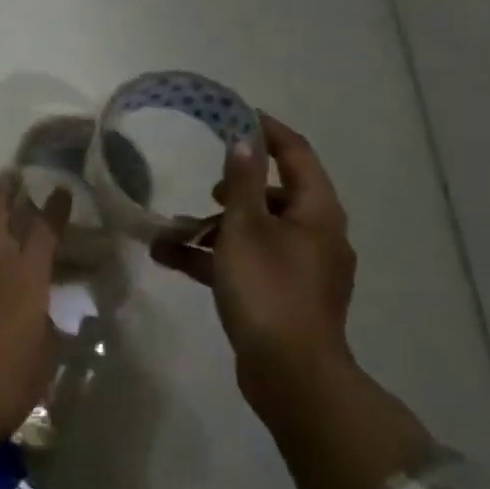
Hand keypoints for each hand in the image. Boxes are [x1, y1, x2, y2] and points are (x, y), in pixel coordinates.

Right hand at [151, 113, 355, 418]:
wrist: (290, 374)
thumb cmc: (268, 289)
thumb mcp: (246, 229)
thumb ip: (242, 182)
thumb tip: (243, 140)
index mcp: (317, 213)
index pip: (296, 155)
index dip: (268, 132)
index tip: (234, 115)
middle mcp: (316, 236)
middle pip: (276, 196)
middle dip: (233, 188)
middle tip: (203, 184)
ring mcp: (301, 269)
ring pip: (256, 233)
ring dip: (215, 228)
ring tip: (172, 230)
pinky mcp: (283, 297)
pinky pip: (248, 264)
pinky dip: (216, 258)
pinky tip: (172, 259)